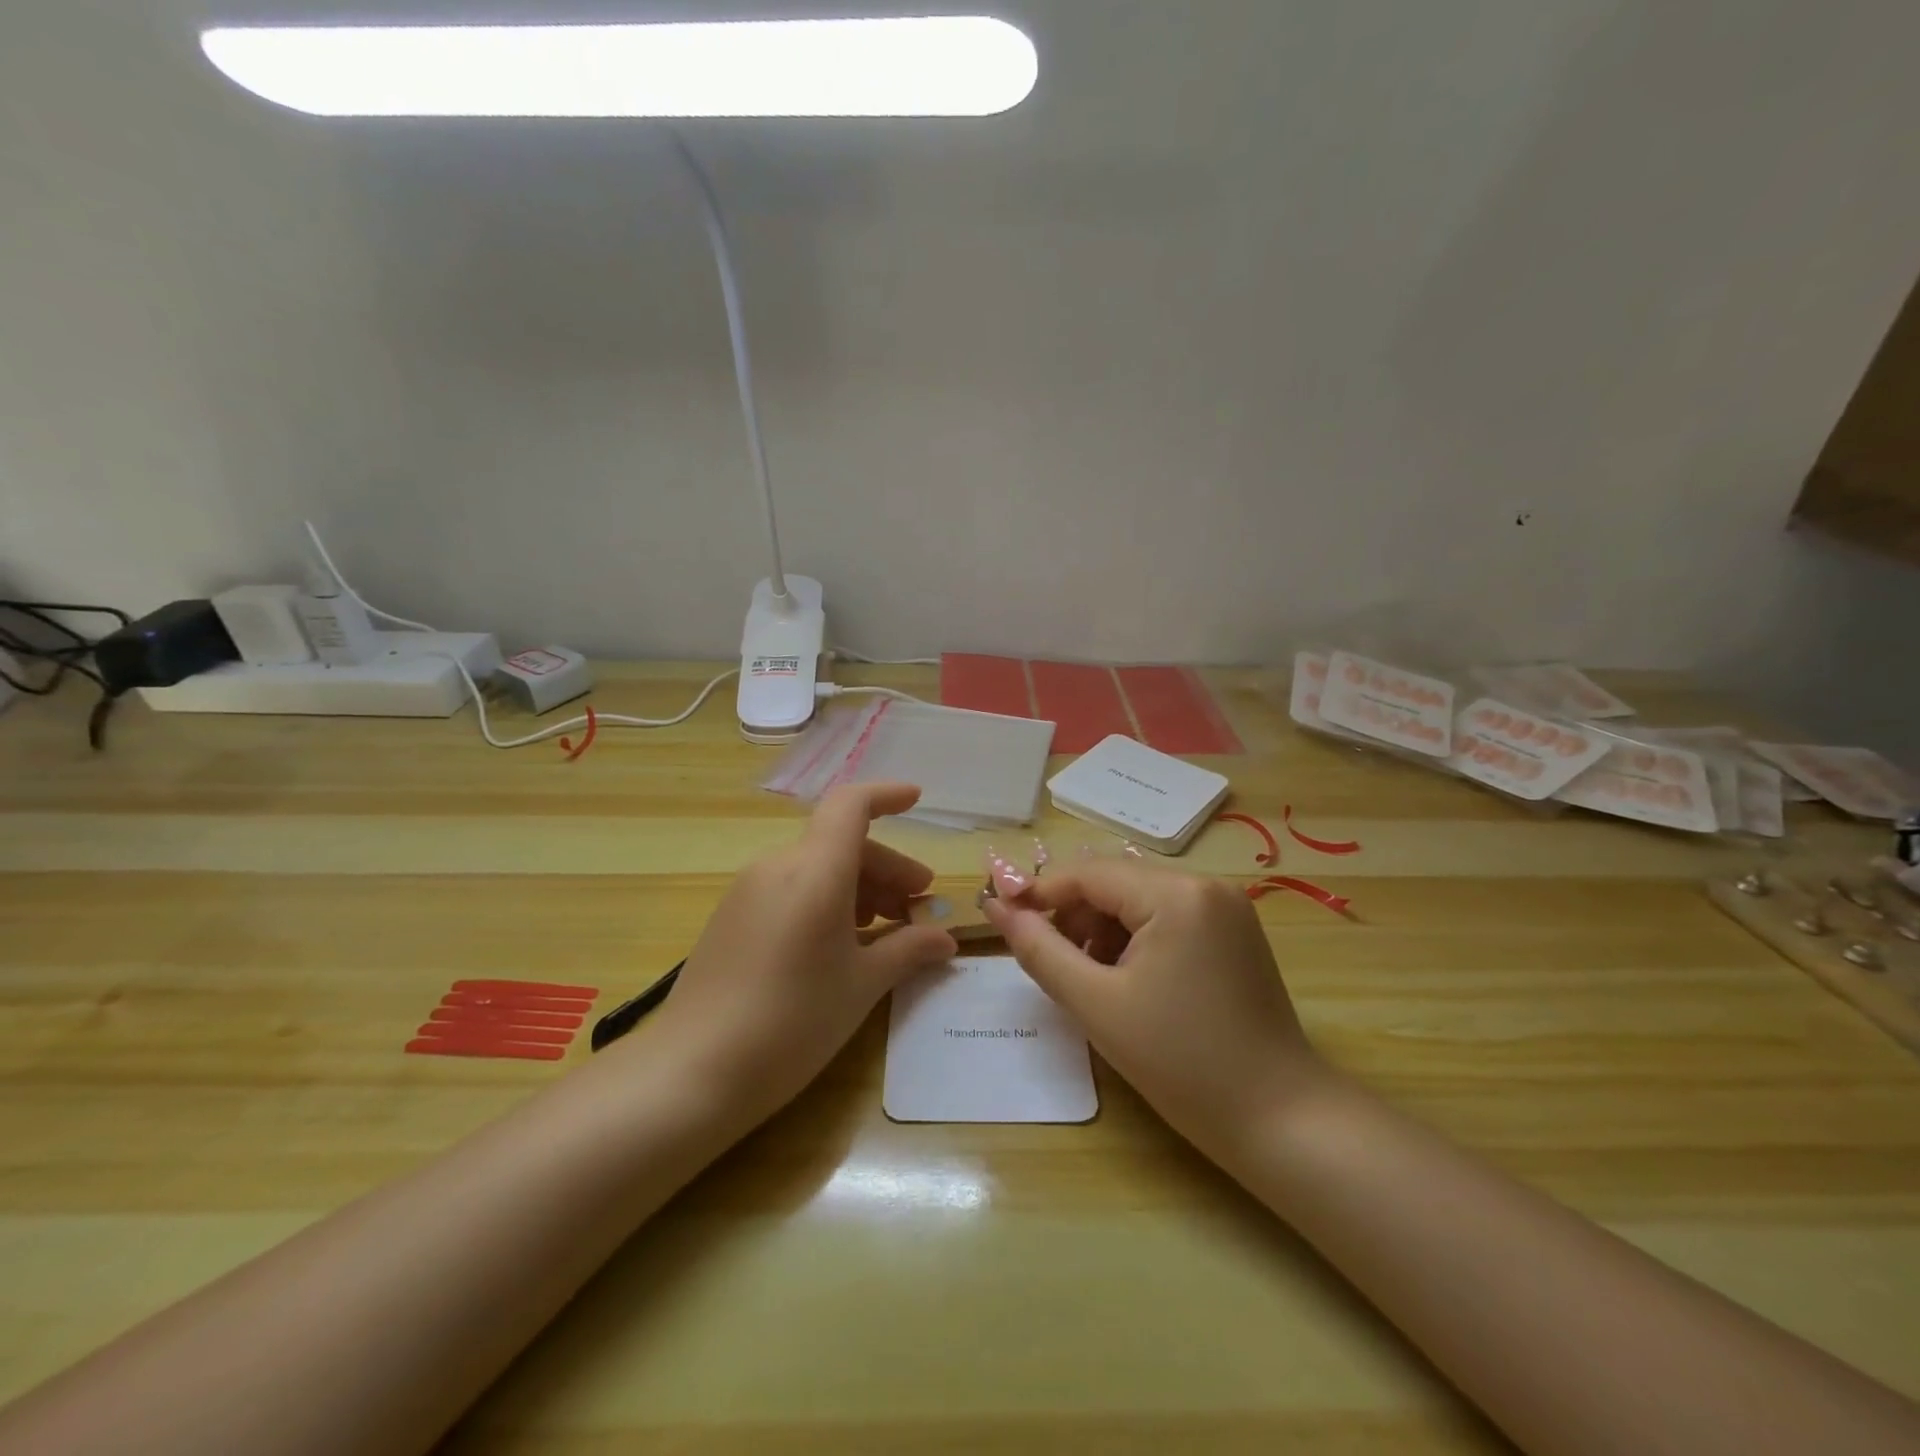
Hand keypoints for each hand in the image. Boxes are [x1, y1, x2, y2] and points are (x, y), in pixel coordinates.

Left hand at [637, 783, 956, 1126]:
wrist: (693, 1072)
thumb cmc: (792, 1022)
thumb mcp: (862, 985)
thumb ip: (908, 950)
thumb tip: (945, 939)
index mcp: (814, 871)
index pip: (851, 805)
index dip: (887, 795)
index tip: (918, 802)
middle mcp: (778, 867)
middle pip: (841, 843)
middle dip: (888, 868)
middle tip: (919, 906)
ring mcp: (749, 891)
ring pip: (816, 867)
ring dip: (859, 887)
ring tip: (886, 930)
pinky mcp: (732, 917)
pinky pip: (791, 889)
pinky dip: (826, 901)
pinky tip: (841, 945)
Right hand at [983, 857, 1323, 1162]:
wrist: (1280, 1120)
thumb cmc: (1181, 1063)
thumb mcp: (1097, 1005)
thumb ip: (1040, 950)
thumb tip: (997, 907)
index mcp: (1176, 894)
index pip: (1089, 873)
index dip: (1040, 893)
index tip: (1002, 920)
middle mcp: (1206, 884)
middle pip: (1115, 882)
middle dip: (1074, 915)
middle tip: (1050, 962)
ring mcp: (1226, 907)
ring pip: (1139, 899)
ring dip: (1103, 928)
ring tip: (1091, 979)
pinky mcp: (1234, 931)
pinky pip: (1168, 916)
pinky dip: (1137, 938)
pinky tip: (1128, 980)